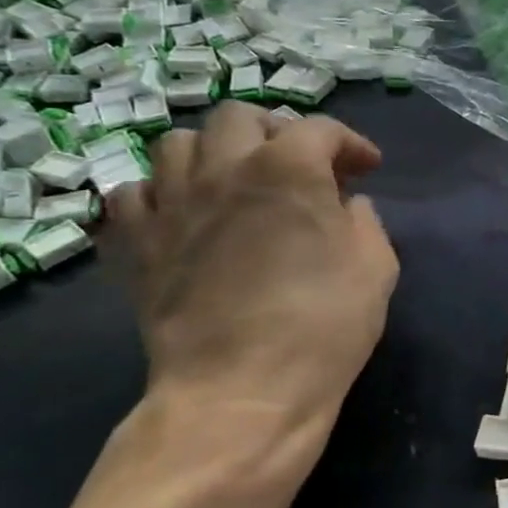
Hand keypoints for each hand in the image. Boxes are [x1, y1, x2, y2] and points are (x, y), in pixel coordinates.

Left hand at [107, 104, 399, 481]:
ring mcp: (170, 205)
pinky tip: (183, 217)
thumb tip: (346, 206)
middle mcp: (223, 170)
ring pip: (176, 144)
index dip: (350, 143)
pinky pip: (130, 196)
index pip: (321, 129)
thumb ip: (364, 221)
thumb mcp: (376, 267)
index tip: (366, 169)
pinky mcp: (134, 245)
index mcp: (289, 169)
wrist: (241, 390)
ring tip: (234, 183)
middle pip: (239, 117)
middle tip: (298, 165)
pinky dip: (158, 196)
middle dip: (276, 131)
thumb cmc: (324, 325)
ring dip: (213, 154)